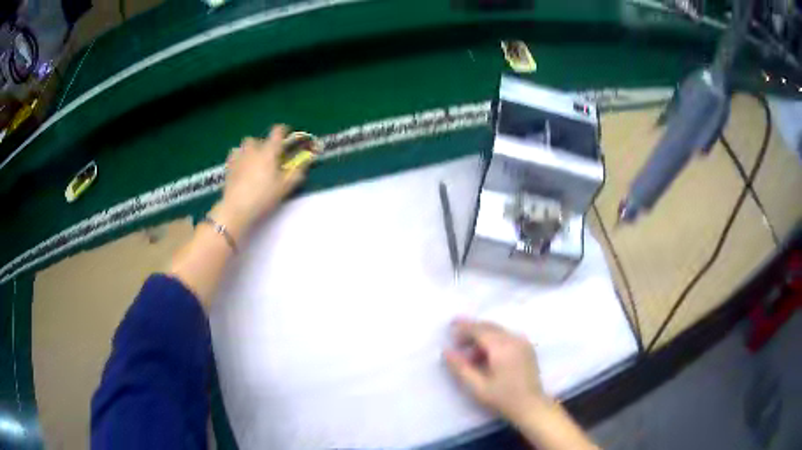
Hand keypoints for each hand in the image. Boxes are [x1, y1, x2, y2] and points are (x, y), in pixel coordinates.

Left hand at [213, 125, 307, 238]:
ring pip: (244, 145)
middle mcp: (253, 149)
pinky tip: (241, 166)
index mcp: (269, 151)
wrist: (236, 208)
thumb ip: (297, 172)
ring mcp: (238, 156)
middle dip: (264, 144)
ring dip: (250, 149)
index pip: (277, 131)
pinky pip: (234, 155)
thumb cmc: (263, 196)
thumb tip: (306, 161)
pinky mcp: (228, 166)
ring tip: (253, 161)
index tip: (287, 135)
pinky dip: (239, 157)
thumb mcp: (285, 187)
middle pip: (258, 139)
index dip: (283, 130)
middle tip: (269, 157)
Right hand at [444, 319, 547, 422]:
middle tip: (456, 339)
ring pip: (498, 331)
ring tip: (469, 353)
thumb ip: (460, 368)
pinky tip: (486, 355)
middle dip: (472, 330)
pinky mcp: (527, 348)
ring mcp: (523, 343)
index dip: (464, 327)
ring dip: (482, 336)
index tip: (450, 326)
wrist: (531, 406)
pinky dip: (493, 340)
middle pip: (489, 327)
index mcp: (502, 347)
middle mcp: (514, 339)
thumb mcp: (477, 387)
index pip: (480, 330)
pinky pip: (507, 337)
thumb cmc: (503, 398)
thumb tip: (446, 351)